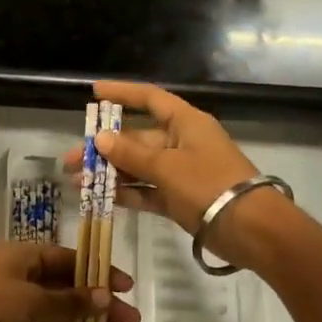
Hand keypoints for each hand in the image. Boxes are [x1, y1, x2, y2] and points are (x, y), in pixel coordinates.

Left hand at [0, 240, 137, 321]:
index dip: (98, 273)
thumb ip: (68, 302)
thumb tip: (104, 297)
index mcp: (23, 257)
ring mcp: (15, 308)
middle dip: (99, 305)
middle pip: (68, 290)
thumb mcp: (31, 299)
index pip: (69, 260)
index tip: (126, 288)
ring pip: (60, 316)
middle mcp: (21, 278)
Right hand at [63, 80, 294, 269]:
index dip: (122, 94)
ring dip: (109, 173)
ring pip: (138, 166)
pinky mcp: (179, 199)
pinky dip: (126, 193)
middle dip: (103, 149)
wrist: (251, 229)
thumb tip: (100, 139)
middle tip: (70, 160)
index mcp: (185, 123)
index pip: (150, 99)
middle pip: (137, 138)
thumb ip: (131, 153)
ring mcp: (180, 172)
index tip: (94, 93)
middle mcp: (181, 143)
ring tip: (77, 182)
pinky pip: (147, 190)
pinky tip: (100, 197)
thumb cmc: (209, 185)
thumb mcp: (167, 166)